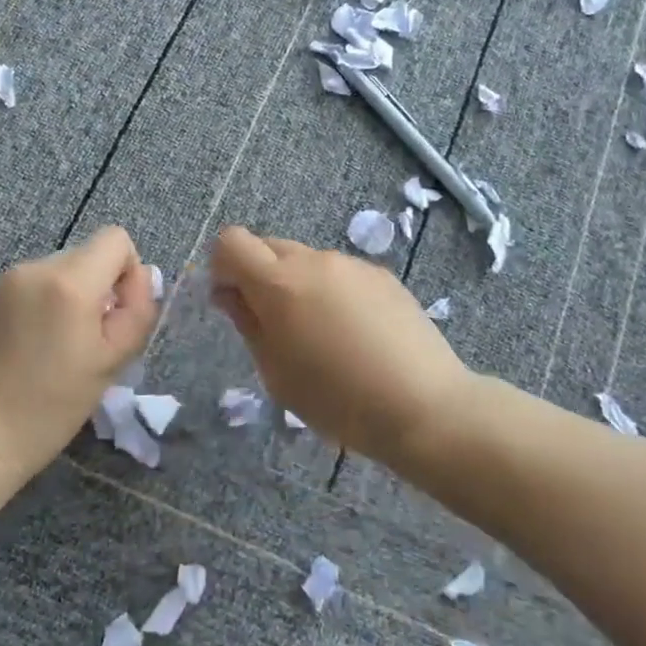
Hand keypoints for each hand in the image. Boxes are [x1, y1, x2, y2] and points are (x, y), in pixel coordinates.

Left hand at [0, 227, 158, 481]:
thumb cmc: (47, 409)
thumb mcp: (110, 364)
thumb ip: (137, 313)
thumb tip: (145, 277)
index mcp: (69, 281)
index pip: (116, 239)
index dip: (128, 272)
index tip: (116, 315)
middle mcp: (34, 267)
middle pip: (86, 255)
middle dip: (97, 288)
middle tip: (88, 340)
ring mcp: (2, 280)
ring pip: (57, 272)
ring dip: (67, 298)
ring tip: (54, 348)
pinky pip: (28, 287)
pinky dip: (39, 306)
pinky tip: (26, 349)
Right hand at [209, 225, 474, 462]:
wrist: (423, 404)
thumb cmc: (336, 399)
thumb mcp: (276, 371)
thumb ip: (247, 322)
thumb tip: (229, 292)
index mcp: (279, 283)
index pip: (232, 241)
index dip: (222, 265)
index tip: (232, 300)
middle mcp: (314, 261)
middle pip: (269, 246)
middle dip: (258, 274)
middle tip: (273, 323)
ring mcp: (352, 264)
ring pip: (307, 261)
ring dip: (298, 284)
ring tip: (321, 335)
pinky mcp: (382, 275)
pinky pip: (340, 273)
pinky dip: (332, 292)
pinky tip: (355, 334)